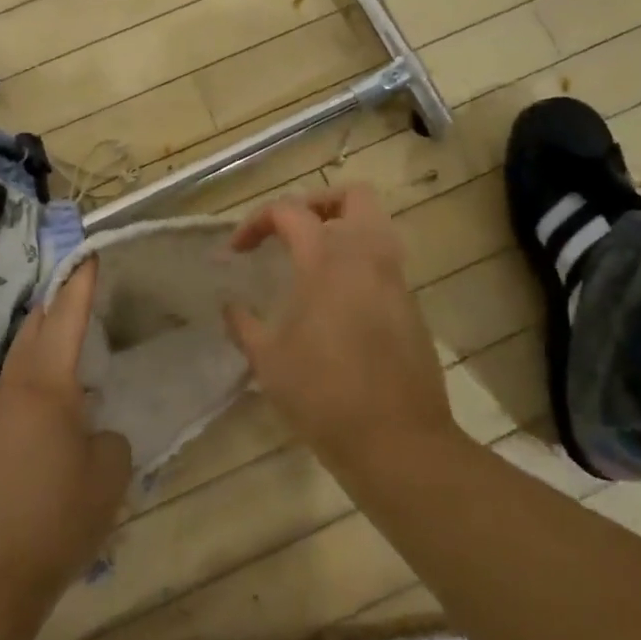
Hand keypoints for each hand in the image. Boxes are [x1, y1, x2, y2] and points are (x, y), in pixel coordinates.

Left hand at [0, 259, 130, 638]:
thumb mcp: (107, 479)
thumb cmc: (53, 522)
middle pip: (33, 330)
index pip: (66, 318)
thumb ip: (110, 441)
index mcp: (48, 385)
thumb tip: (96, 434)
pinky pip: (10, 397)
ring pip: (19, 363)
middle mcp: (14, 389)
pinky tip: (48, 413)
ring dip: (41, 347)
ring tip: (69, 351)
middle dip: (54, 305)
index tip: (89, 255)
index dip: (80, 284)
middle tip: (77, 293)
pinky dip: (32, 385)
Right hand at [225, 184, 458, 475]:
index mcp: (327, 259)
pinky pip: (384, 261)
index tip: (237, 251)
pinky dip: (359, 261)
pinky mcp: (411, 305)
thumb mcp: (269, 361)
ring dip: (343, 228)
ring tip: (312, 259)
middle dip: (318, 203)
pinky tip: (337, 298)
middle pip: (352, 196)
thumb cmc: (324, 395)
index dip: (256, 222)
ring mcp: (394, 279)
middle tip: (292, 231)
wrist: (399, 443)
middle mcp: (366, 255)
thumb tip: (230, 305)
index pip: (289, 211)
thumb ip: (244, 324)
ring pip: (375, 224)